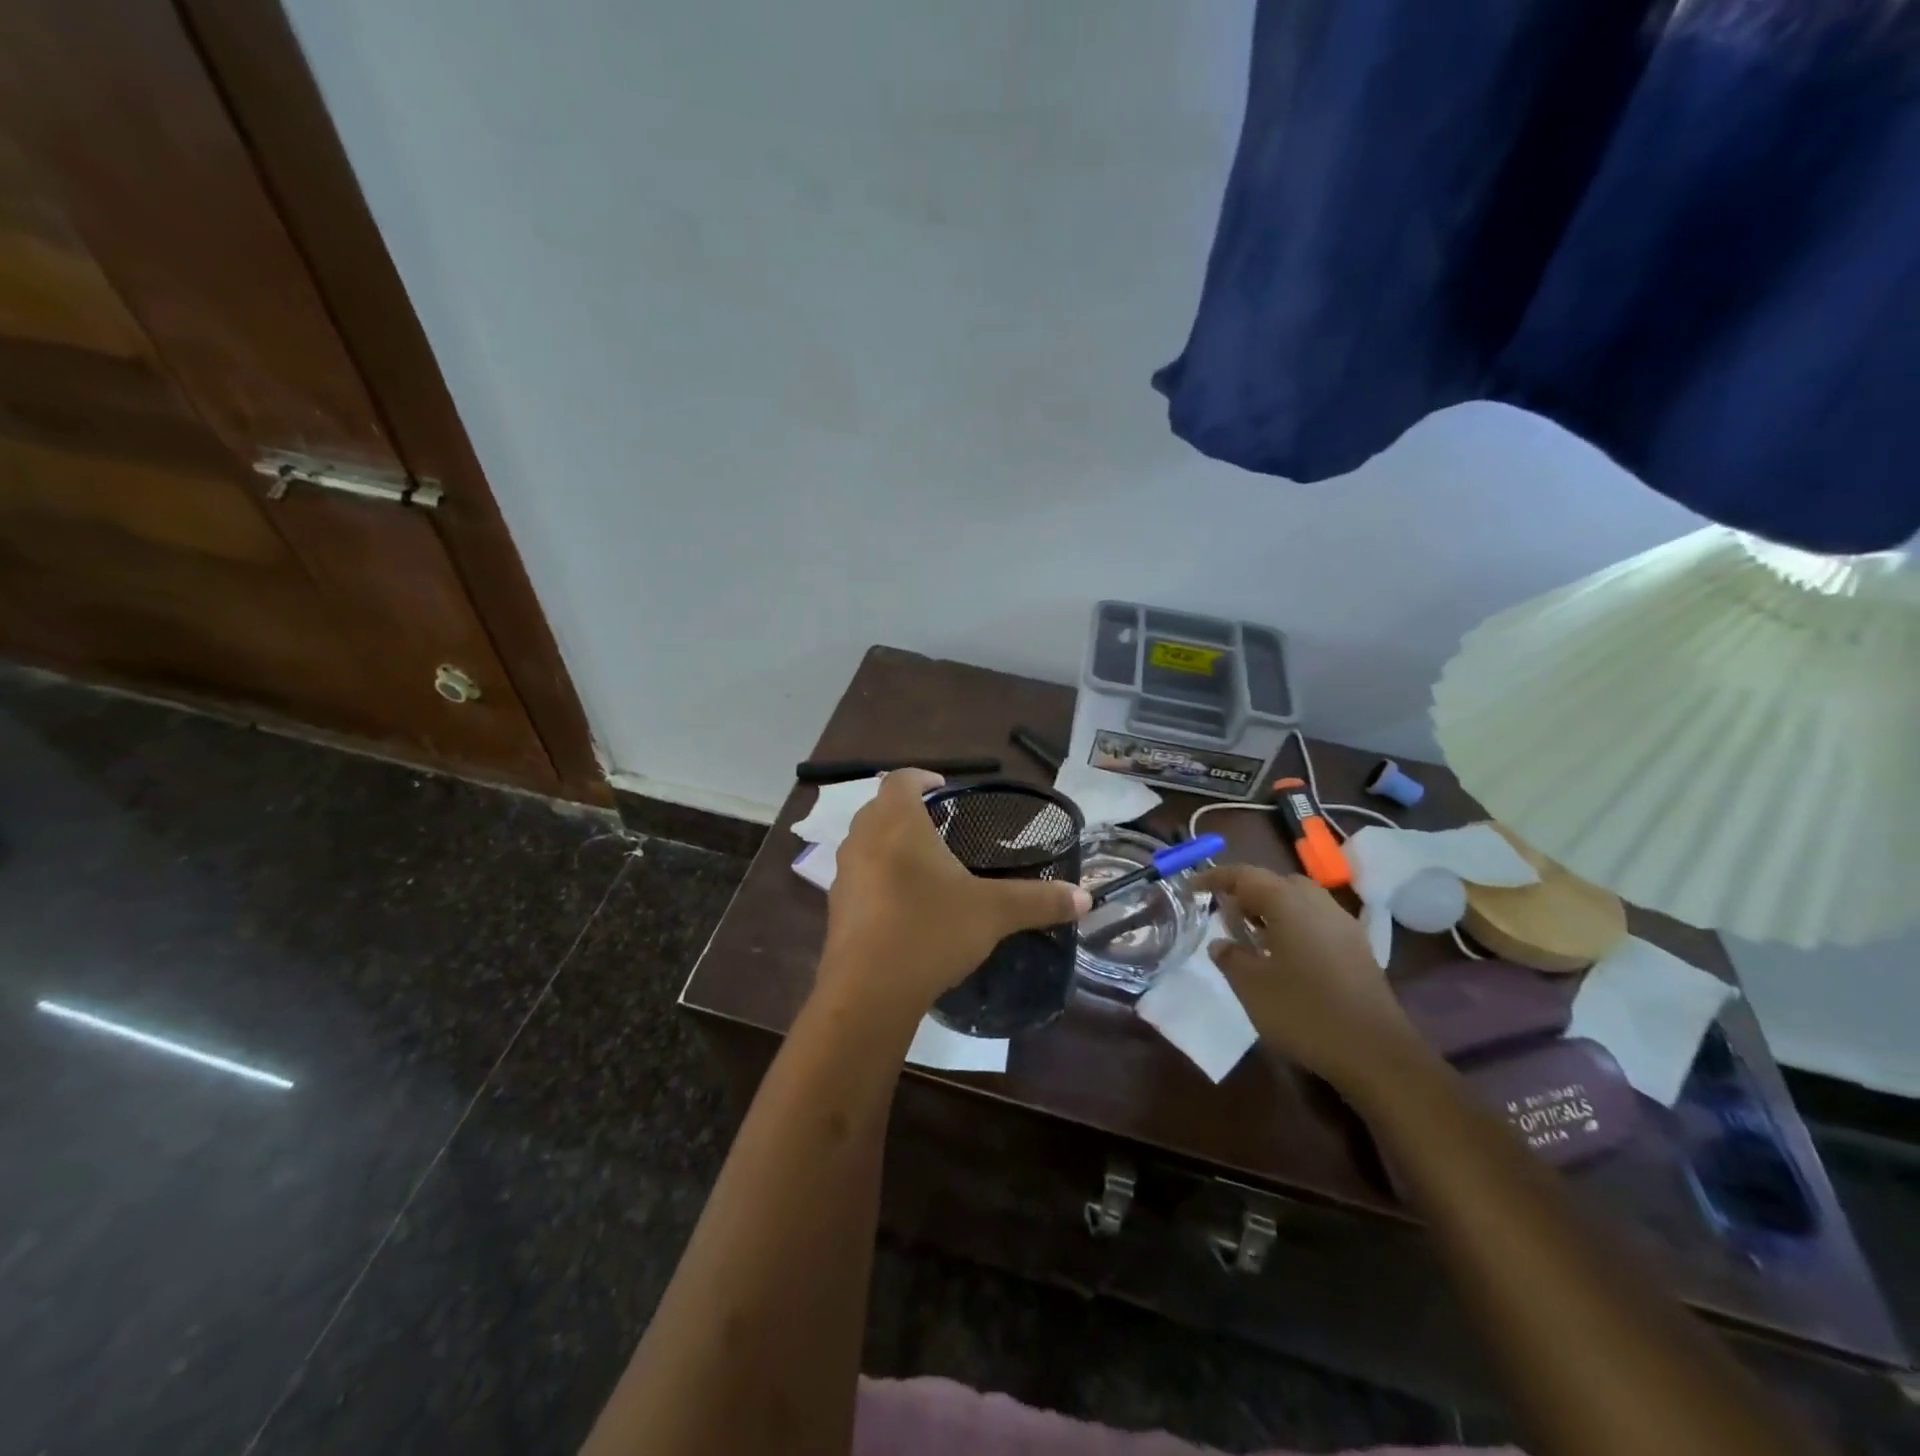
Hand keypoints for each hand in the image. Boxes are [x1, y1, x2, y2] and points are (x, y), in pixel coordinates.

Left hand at [821, 770, 1090, 1018]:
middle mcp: (863, 838)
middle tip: (941, 828)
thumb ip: (1039, 900)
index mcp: (897, 823)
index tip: (945, 790)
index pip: (901, 778)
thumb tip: (1085, 898)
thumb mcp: (993, 912)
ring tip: (925, 867)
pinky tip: (904, 906)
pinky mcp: (836, 908)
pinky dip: (878, 878)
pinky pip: (858, 877)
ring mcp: (843, 874)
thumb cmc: (930, 931)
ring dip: (889, 844)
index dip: (923, 778)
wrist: (868, 993)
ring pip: (865, 842)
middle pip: (880, 807)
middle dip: (907, 811)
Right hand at [1195, 864, 1424, 1097]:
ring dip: (1271, 910)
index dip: (1214, 878)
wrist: (1376, 1053)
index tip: (1191, 888)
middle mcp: (1318, 903)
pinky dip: (1293, 926)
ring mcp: (1343, 925)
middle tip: (1225, 916)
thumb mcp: (1251, 986)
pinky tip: (1284, 957)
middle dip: (1247, 893)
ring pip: (1299, 901)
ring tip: (1252, 937)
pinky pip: (1316, 922)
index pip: (1244, 875)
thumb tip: (1220, 943)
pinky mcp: (1357, 949)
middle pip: (1275, 883)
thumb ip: (1230, 957)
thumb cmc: (1304, 1011)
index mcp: (1288, 902)